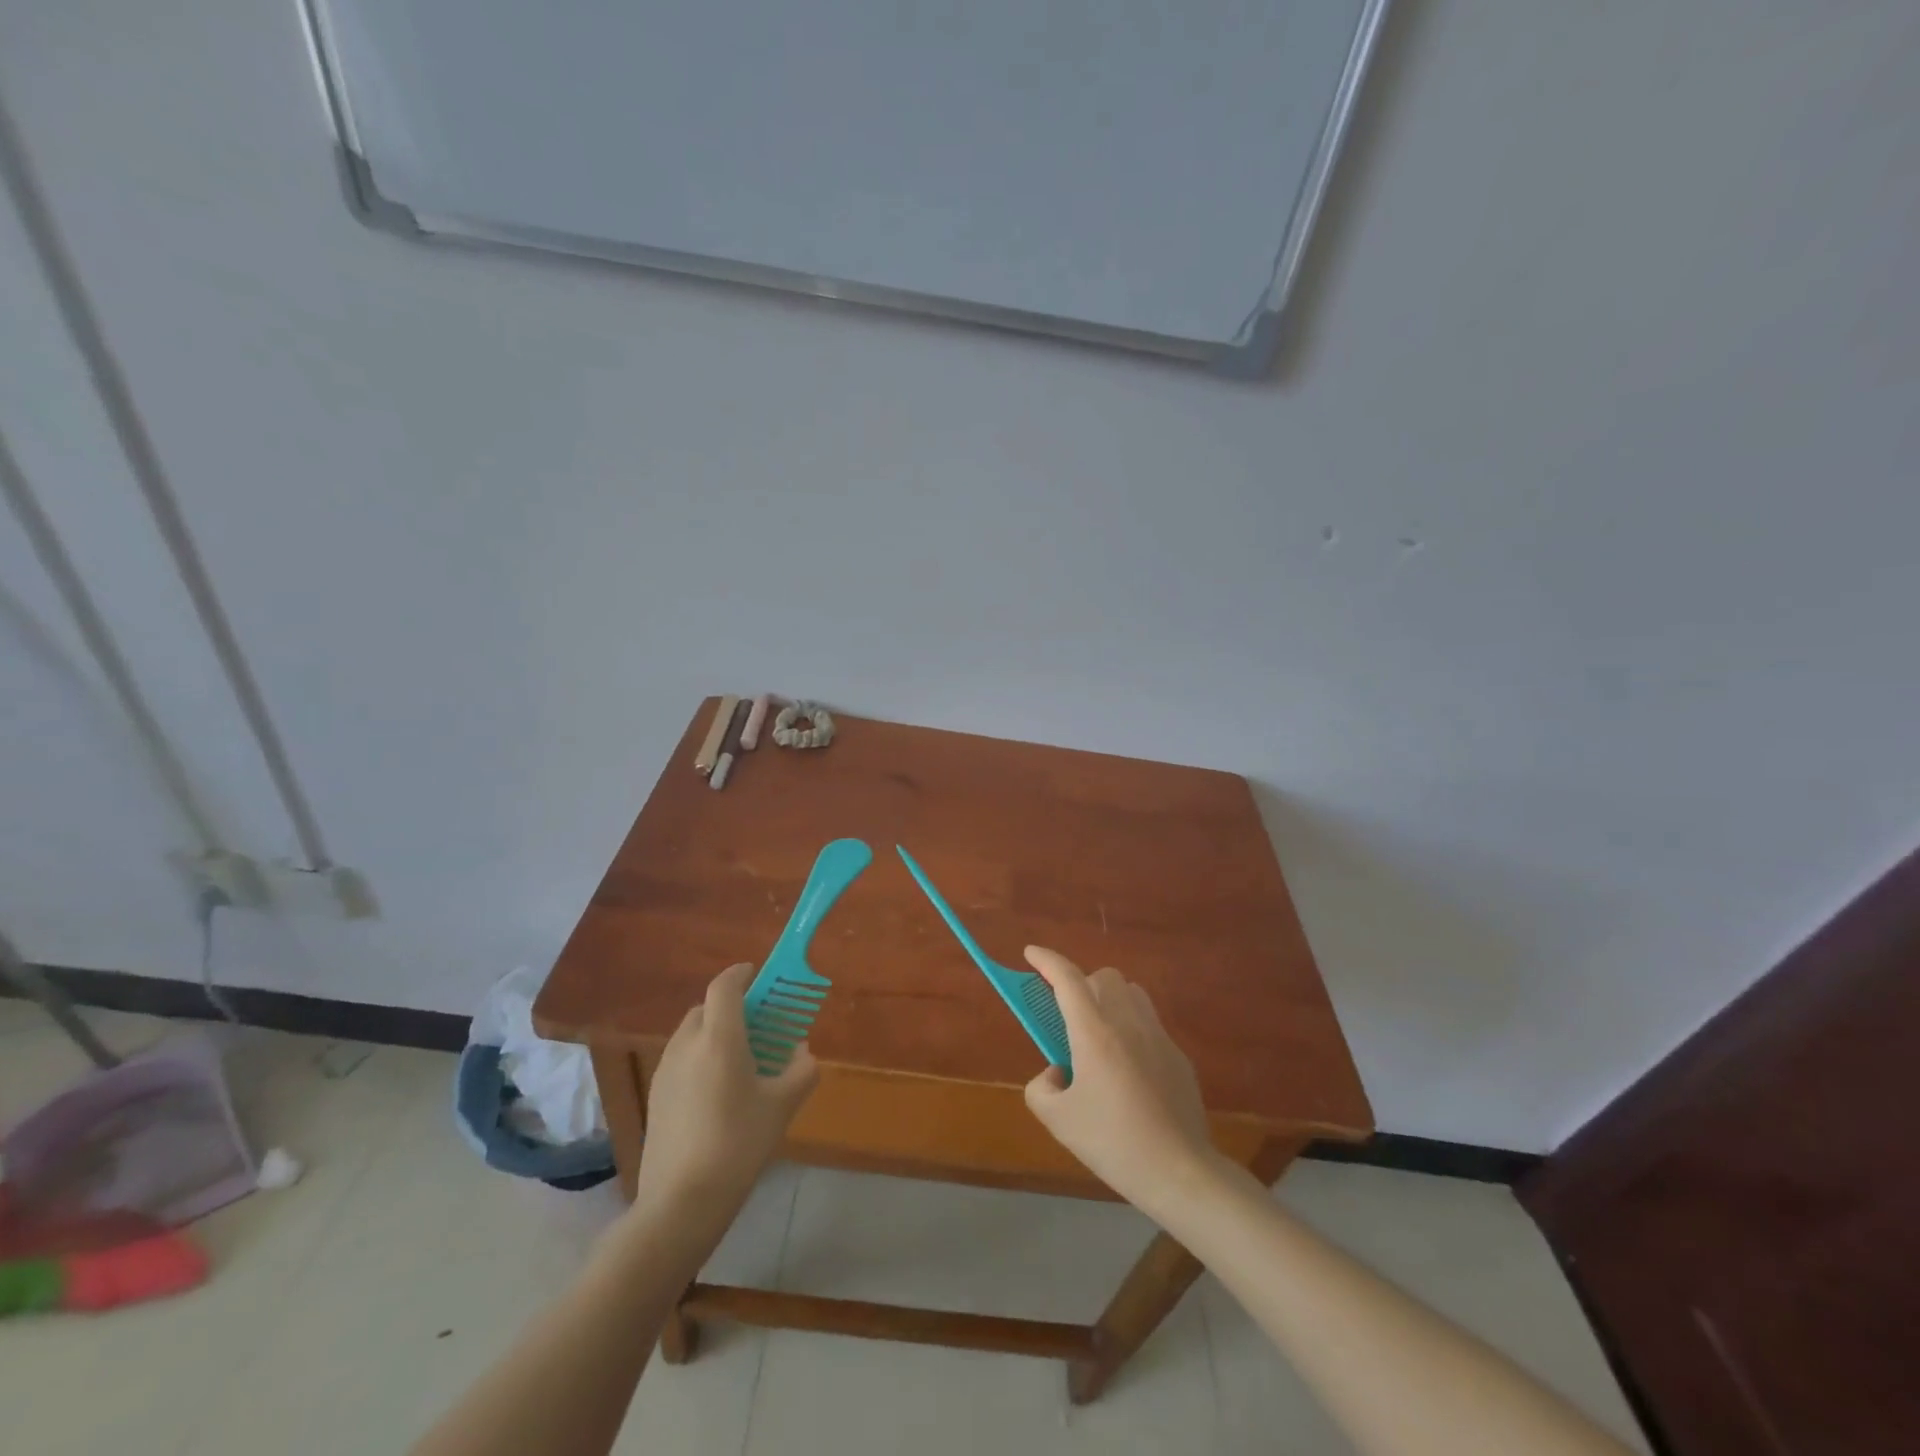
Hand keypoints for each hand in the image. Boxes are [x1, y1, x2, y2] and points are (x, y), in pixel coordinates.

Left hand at [631, 962, 818, 1219]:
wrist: (681, 1203)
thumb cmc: (738, 1144)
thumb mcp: (782, 1106)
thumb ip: (800, 1071)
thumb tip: (802, 1053)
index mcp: (719, 1038)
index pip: (725, 986)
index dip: (742, 974)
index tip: (759, 974)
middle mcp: (687, 1045)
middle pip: (706, 1008)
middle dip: (731, 1006)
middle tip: (758, 1023)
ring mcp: (665, 1071)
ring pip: (691, 1034)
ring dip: (714, 1033)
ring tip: (741, 1059)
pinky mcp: (655, 1096)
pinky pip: (681, 1060)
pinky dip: (700, 1058)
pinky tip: (718, 1092)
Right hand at [1022, 947, 1216, 1210]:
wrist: (1179, 1171)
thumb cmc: (1113, 1142)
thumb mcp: (1059, 1122)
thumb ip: (1042, 1089)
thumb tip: (1056, 1073)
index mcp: (1094, 1033)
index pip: (1067, 979)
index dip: (1047, 960)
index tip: (1031, 953)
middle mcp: (1128, 1023)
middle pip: (1104, 977)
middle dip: (1082, 983)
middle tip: (1069, 1016)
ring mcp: (1158, 1036)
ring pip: (1132, 993)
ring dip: (1110, 999)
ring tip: (1099, 1035)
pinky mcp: (1178, 1056)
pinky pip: (1150, 1024)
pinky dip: (1132, 1028)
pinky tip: (1128, 1070)